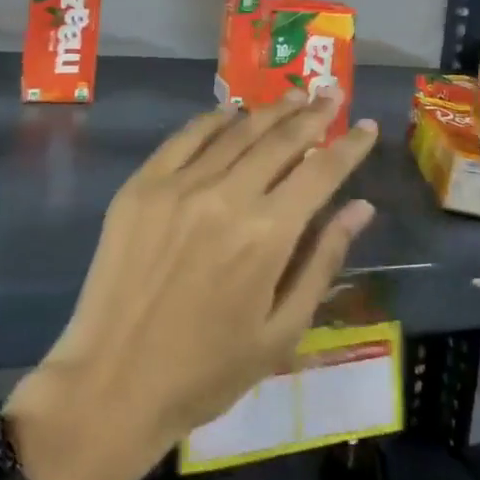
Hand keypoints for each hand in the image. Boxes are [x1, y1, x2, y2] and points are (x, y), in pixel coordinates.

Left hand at [5, 90, 378, 479]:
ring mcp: (179, 186)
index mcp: (267, 236)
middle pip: (280, 140)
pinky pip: (185, 138)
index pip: (321, 172)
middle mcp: (226, 196)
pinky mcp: (142, 186)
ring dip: (270, 111)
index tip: (368, 126)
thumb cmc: (207, 372)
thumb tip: (361, 207)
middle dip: (313, 114)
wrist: (111, 385)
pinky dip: (214, 120)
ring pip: (236, 131)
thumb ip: (323, 261)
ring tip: (295, 95)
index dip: (350, 146)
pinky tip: (232, 113)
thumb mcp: (282, 332)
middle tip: (333, 94)